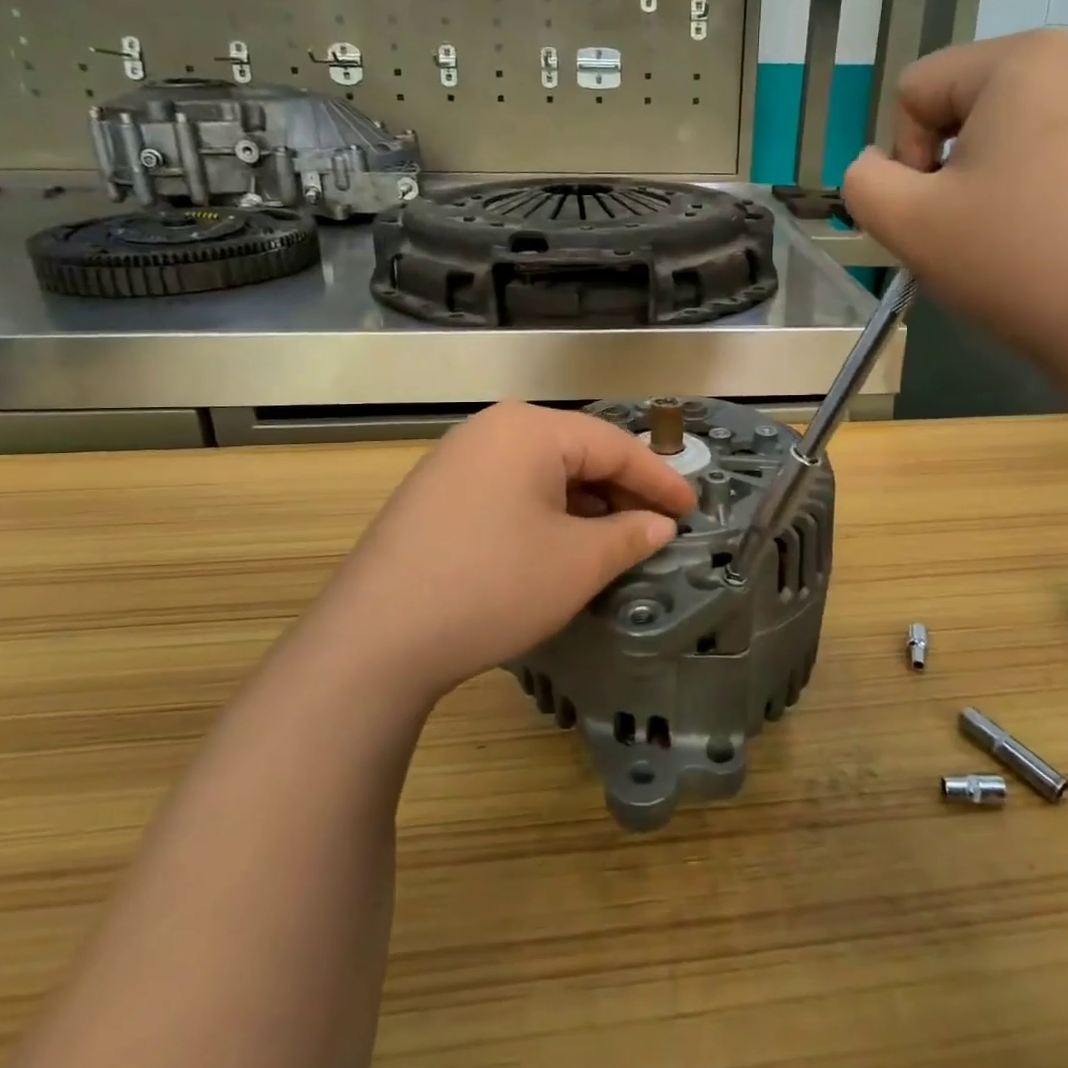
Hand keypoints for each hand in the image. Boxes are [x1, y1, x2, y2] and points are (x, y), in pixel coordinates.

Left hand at [314, 403, 696, 705]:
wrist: (375, 639)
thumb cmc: (493, 586)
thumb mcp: (577, 563)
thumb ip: (630, 535)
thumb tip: (660, 524)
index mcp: (529, 428)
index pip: (613, 444)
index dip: (659, 478)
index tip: (692, 508)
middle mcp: (491, 429)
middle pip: (576, 452)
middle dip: (620, 490)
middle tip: (657, 524)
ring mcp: (457, 459)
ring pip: (542, 472)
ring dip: (584, 504)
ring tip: (614, 539)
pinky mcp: (436, 493)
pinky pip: (509, 489)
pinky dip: (545, 512)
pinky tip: (558, 545)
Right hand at [843, 29, 1067, 386]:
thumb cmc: (1019, 264)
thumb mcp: (907, 225)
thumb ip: (862, 182)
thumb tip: (878, 166)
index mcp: (1025, 60)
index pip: (918, 89)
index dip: (904, 156)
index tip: (937, 212)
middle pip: (972, 104)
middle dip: (955, 165)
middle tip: (974, 230)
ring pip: (1024, 131)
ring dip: (1002, 178)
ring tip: (1023, 239)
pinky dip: (1054, 190)